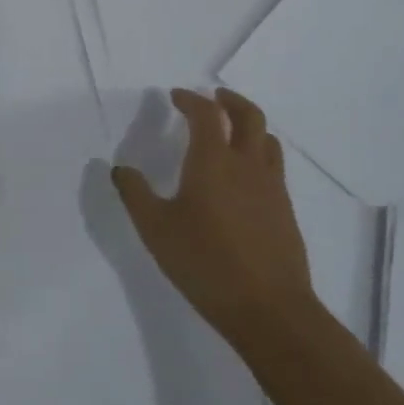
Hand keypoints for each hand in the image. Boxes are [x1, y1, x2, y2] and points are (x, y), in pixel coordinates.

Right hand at [111, 88, 312, 353]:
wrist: (269, 308)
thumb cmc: (205, 263)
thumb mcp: (156, 229)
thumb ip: (135, 194)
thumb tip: (119, 169)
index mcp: (213, 161)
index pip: (206, 114)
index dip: (190, 99)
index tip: (176, 96)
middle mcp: (247, 164)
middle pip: (249, 115)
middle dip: (230, 100)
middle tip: (214, 97)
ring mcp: (271, 187)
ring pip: (267, 139)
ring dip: (249, 125)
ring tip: (232, 132)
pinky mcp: (285, 209)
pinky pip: (274, 166)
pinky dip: (259, 153)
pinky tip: (244, 176)